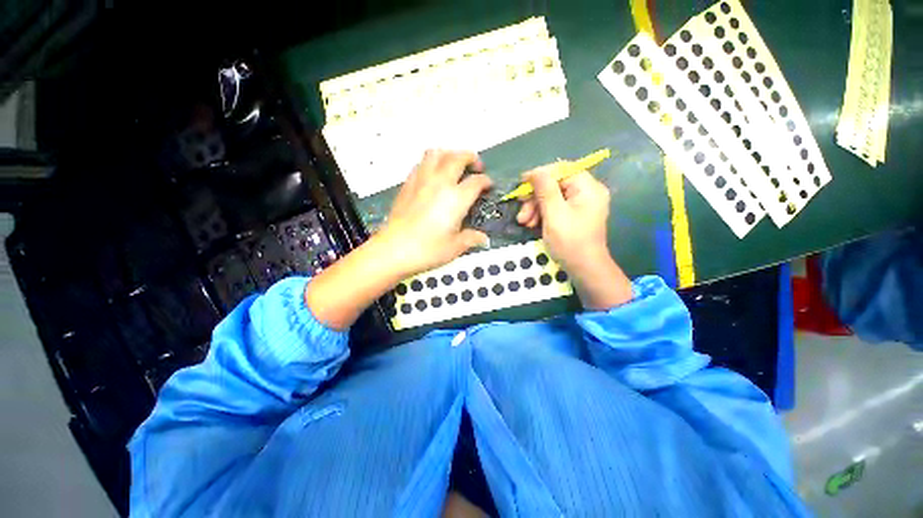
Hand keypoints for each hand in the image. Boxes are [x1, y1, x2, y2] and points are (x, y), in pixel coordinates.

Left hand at [377, 149, 492, 276]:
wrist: (394, 249)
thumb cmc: (427, 249)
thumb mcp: (455, 247)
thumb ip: (471, 239)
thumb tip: (482, 239)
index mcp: (456, 198)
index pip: (476, 182)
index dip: (486, 181)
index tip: (488, 185)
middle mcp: (440, 183)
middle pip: (458, 158)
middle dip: (470, 157)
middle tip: (476, 165)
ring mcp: (422, 181)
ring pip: (436, 153)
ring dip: (449, 154)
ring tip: (453, 163)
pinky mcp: (407, 184)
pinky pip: (420, 164)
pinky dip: (430, 163)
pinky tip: (432, 174)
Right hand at [516, 167, 631, 308]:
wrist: (584, 269)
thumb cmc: (570, 241)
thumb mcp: (554, 214)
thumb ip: (545, 190)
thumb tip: (535, 171)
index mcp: (587, 187)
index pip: (561, 170)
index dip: (540, 175)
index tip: (521, 184)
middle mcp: (587, 192)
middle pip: (555, 185)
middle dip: (535, 198)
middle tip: (521, 212)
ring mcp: (581, 205)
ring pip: (552, 197)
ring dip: (535, 208)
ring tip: (524, 223)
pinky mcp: (575, 215)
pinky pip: (555, 208)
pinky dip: (542, 215)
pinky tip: (532, 224)